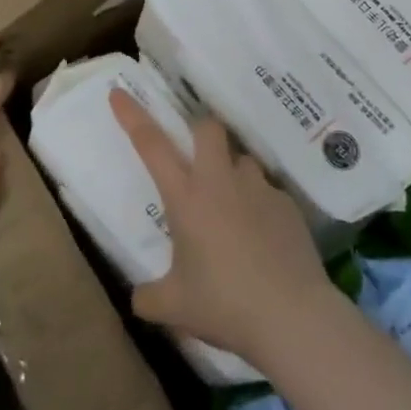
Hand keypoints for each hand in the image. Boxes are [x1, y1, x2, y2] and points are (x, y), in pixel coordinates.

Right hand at [109, 89, 331, 369]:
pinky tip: (261, 239)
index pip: (151, 144)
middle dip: (198, 132)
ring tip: (231, 209)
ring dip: (232, 172)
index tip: (119, 93)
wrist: (292, 316)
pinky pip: (267, 192)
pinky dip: (258, 205)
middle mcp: (221, 182)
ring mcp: (258, 189)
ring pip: (241, 159)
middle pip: (208, 128)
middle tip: (195, 159)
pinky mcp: (287, 205)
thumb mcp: (173, 307)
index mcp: (186, 197)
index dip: (132, 116)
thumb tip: (139, 298)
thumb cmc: (224, 304)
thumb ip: (149, 297)